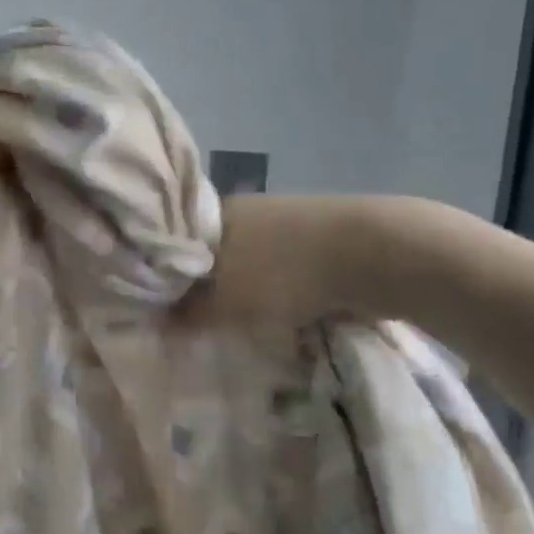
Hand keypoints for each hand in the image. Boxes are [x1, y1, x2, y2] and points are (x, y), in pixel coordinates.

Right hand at [183, 194, 424, 326]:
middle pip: (214, 255)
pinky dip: (280, 288)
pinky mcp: (319, 235)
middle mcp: (245, 209)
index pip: (176, 246)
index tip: (166, 309)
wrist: (373, 252)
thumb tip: (159, 322)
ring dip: (247, 290)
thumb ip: (189, 313)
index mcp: (215, 214)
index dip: (169, 278)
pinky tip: (284, 312)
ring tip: (246, 323)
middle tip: (205, 323)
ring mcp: (285, 218)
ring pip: (250, 261)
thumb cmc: (284, 272)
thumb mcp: (227, 303)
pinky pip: (284, 266)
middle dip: (209, 288)